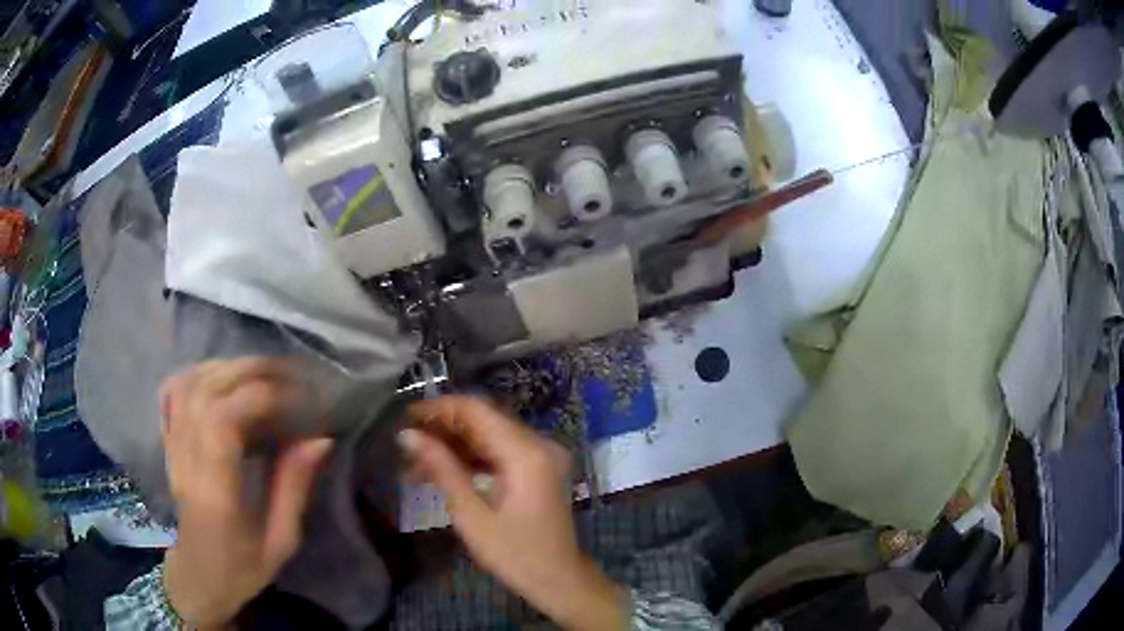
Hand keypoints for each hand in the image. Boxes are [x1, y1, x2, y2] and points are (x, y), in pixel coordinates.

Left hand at [159, 358, 331, 627]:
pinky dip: (198, 373)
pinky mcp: (168, 443)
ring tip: (262, 375)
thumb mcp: (280, 541)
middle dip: (251, 372)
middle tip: (290, 375)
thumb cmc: (241, 568)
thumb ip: (294, 488)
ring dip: (227, 368)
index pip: (223, 420)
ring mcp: (172, 448)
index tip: (299, 399)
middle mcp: (187, 460)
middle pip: (206, 391)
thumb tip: (319, 438)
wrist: (196, 577)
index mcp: (215, 492)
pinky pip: (173, 391)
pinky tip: (222, 378)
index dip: (261, 396)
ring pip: (189, 383)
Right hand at [401, 396, 627, 630]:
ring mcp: (541, 456)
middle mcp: (538, 444)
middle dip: (442, 430)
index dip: (438, 409)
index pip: (476, 410)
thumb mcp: (471, 514)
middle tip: (407, 447)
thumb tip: (408, 435)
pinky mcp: (538, 470)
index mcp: (525, 452)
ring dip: (454, 446)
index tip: (405, 418)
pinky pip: (500, 453)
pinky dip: (472, 459)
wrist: (559, 581)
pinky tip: (443, 473)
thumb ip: (441, 469)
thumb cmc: (515, 554)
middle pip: (483, 420)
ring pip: (489, 436)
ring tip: (416, 465)